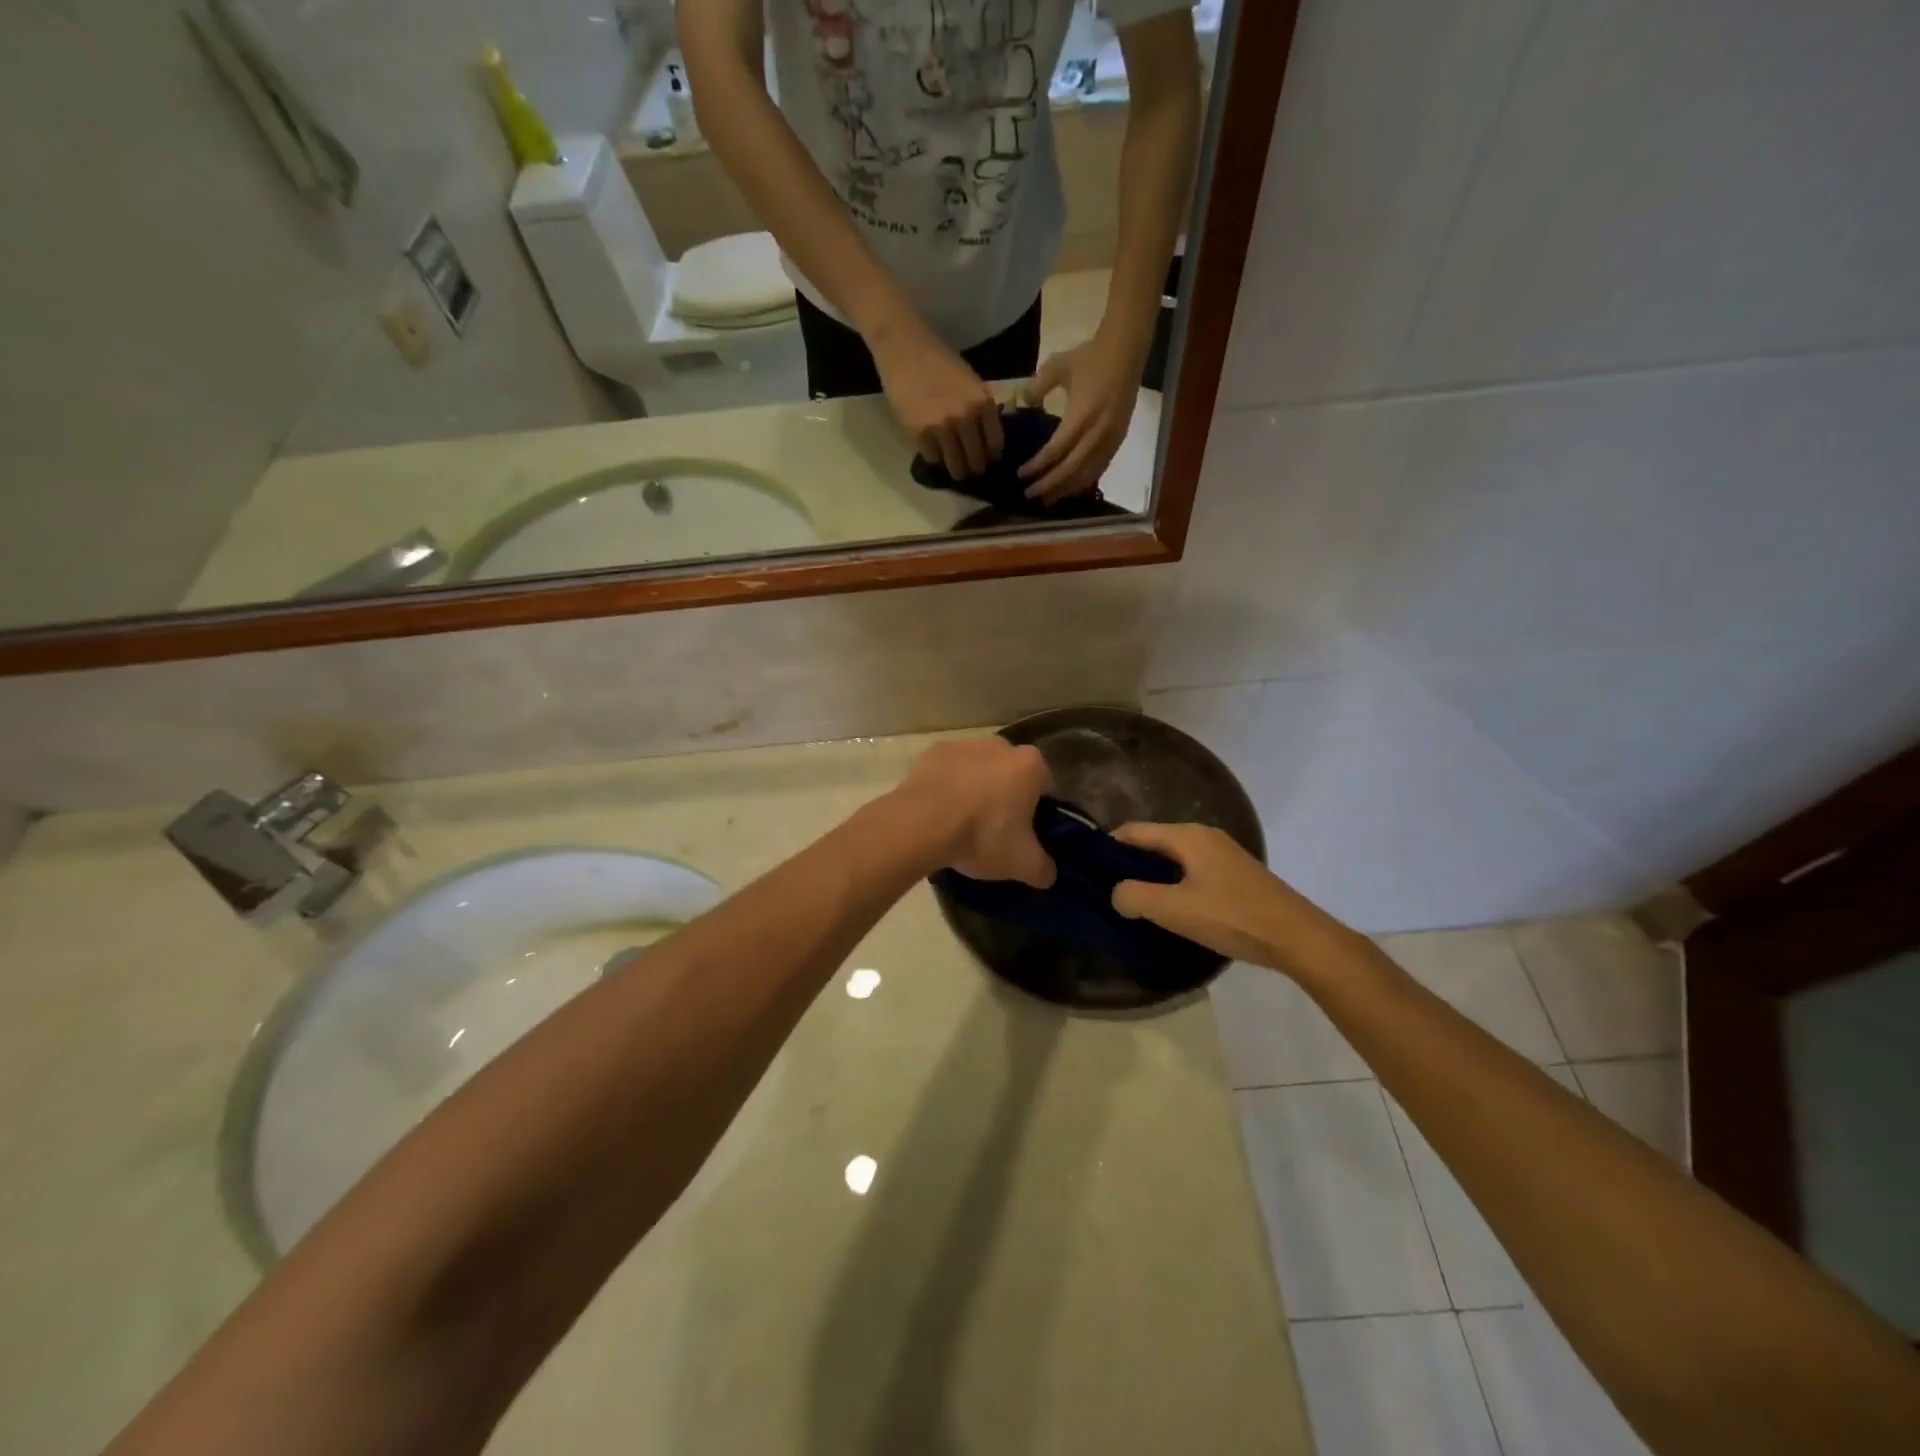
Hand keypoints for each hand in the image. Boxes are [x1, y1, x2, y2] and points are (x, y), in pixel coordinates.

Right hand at [869, 318, 1004, 479]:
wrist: (905, 348)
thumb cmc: (939, 361)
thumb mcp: (971, 382)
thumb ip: (981, 409)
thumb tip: (987, 438)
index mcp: (983, 403)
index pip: (995, 444)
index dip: (992, 457)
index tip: (987, 462)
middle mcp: (967, 418)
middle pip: (976, 459)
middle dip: (974, 469)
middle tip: (970, 471)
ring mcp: (943, 427)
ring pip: (955, 464)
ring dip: (956, 471)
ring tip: (955, 471)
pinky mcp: (920, 433)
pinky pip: (932, 458)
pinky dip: (934, 459)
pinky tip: (935, 453)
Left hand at [897, 738, 1055, 887]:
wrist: (920, 824)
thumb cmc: (982, 836)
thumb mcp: (1023, 864)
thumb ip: (1044, 869)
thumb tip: (1048, 873)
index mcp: (1031, 765)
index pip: (1045, 787)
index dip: (1038, 811)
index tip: (1025, 833)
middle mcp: (1001, 745)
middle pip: (1011, 774)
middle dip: (1006, 796)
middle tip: (995, 830)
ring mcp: (964, 744)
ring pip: (979, 769)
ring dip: (976, 788)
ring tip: (962, 823)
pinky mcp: (933, 751)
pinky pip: (949, 770)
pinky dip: (948, 785)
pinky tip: (940, 811)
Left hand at [1018, 330, 1143, 501]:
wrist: (1127, 350)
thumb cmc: (1090, 357)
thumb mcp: (1057, 366)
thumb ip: (1037, 388)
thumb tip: (1022, 404)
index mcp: (1081, 416)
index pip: (1056, 451)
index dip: (1037, 466)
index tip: (1020, 475)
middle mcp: (1097, 433)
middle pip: (1070, 470)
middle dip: (1049, 485)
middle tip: (1029, 494)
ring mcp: (1110, 439)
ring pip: (1086, 474)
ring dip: (1066, 489)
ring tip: (1048, 499)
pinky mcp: (1118, 440)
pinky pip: (1100, 468)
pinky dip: (1083, 481)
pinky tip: (1070, 488)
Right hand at [1109, 823, 1348, 975]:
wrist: (1298, 938)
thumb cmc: (1232, 917)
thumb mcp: (1174, 910)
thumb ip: (1135, 897)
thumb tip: (1116, 893)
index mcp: (1187, 836)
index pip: (1133, 831)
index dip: (1108, 847)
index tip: (1089, 871)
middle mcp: (1204, 835)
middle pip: (1154, 842)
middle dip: (1130, 864)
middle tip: (1110, 892)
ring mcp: (1223, 853)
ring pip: (1174, 858)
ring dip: (1153, 876)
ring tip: (1137, 903)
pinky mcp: (1236, 873)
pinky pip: (1192, 870)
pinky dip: (1176, 883)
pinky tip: (1173, 909)